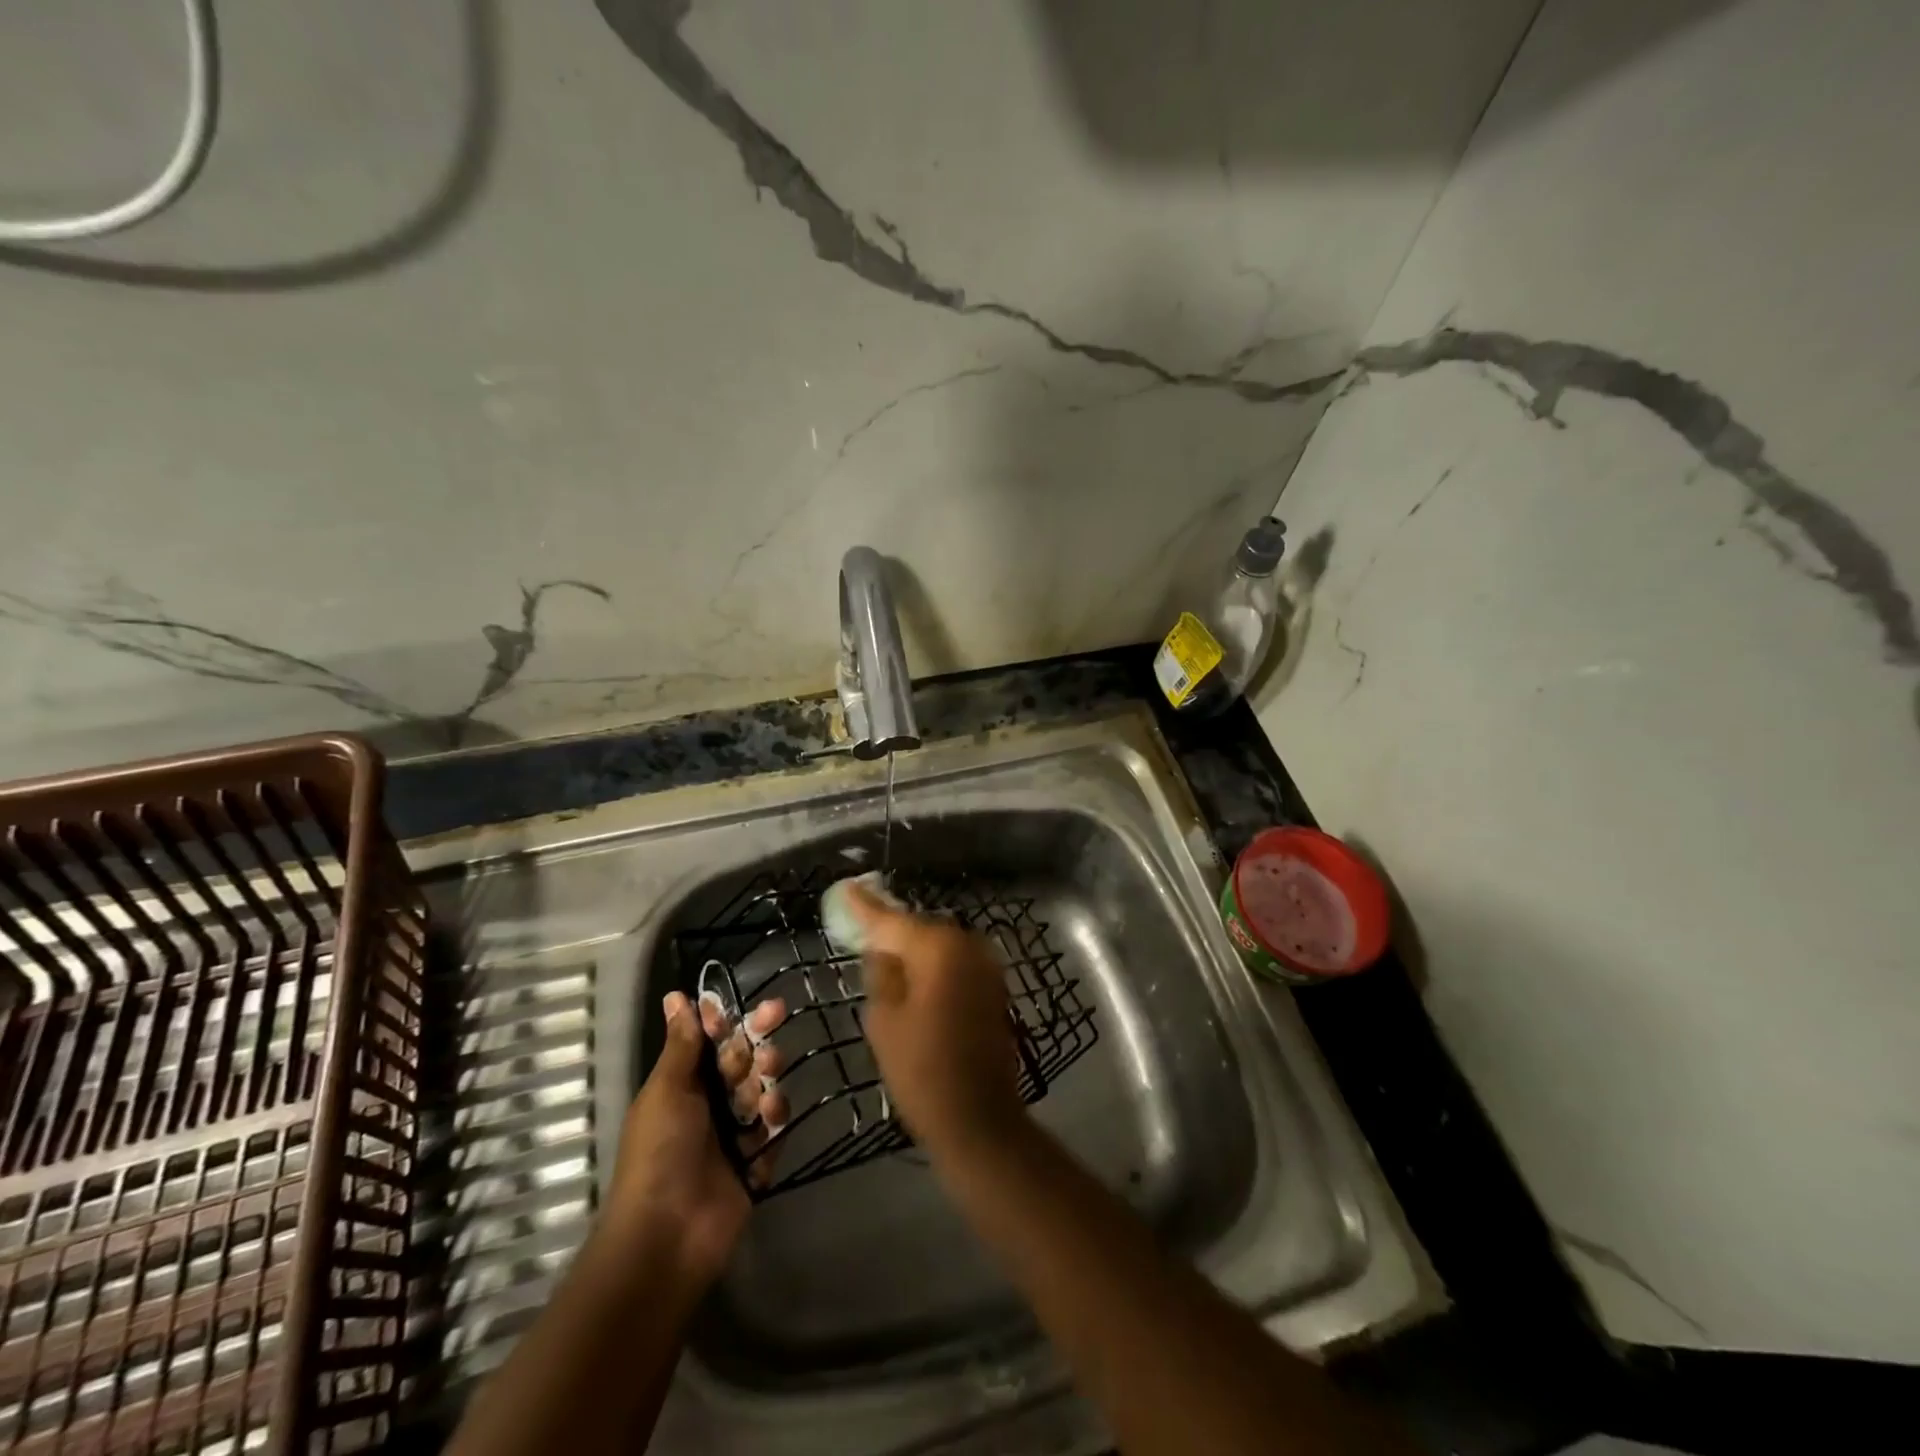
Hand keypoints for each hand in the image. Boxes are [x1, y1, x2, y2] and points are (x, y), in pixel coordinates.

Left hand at [604, 990, 787, 1288]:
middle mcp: (708, 1105)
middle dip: (756, 1041)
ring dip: (766, 1081)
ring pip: (762, 1091)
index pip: (709, 1042)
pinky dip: (773, 1124)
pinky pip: (773, 1131)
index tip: (739, 1006)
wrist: (667, 1235)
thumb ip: (681, 1044)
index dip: (723, 1021)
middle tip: (775, 1018)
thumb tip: (676, 996)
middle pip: (741, 1061)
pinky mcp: (754, 1163)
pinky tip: (768, 1123)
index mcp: (681, 1085)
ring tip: (764, 1090)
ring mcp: (732, 1135)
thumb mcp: (666, 1090)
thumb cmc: (659, 1152)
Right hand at [848, 882, 1026, 1155]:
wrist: (979, 1119)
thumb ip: (881, 973)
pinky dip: (934, 967)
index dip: (864, 906)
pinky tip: (915, 981)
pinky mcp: (994, 987)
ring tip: (884, 959)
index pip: (891, 919)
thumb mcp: (884, 1020)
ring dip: (914, 950)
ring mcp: (986, 966)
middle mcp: (968, 945)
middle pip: (919, 929)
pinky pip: (955, 964)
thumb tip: (882, 949)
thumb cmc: (922, 1070)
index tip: (846, 888)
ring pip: (939, 947)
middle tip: (861, 932)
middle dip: (892, 931)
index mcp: (938, 948)